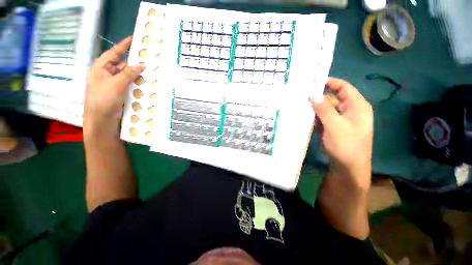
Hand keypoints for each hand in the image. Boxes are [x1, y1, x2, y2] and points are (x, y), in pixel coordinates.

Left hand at [84, 36, 143, 138]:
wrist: (102, 117)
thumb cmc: (104, 97)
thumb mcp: (117, 83)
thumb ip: (129, 73)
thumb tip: (141, 65)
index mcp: (102, 66)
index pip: (114, 52)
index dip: (124, 45)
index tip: (134, 38)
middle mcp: (107, 72)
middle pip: (122, 63)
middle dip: (133, 61)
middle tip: (146, 57)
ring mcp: (114, 82)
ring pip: (127, 74)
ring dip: (137, 73)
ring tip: (149, 69)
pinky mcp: (120, 91)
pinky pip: (130, 83)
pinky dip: (137, 82)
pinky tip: (145, 81)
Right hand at [310, 78, 372, 189]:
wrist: (348, 168)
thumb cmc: (346, 146)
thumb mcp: (335, 126)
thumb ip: (324, 109)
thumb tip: (312, 94)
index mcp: (357, 107)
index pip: (344, 88)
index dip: (330, 82)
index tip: (313, 81)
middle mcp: (349, 111)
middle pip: (333, 98)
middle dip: (318, 97)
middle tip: (301, 96)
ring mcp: (340, 120)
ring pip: (326, 109)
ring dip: (315, 109)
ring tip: (300, 106)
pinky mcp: (333, 128)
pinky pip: (323, 119)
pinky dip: (315, 118)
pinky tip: (304, 118)